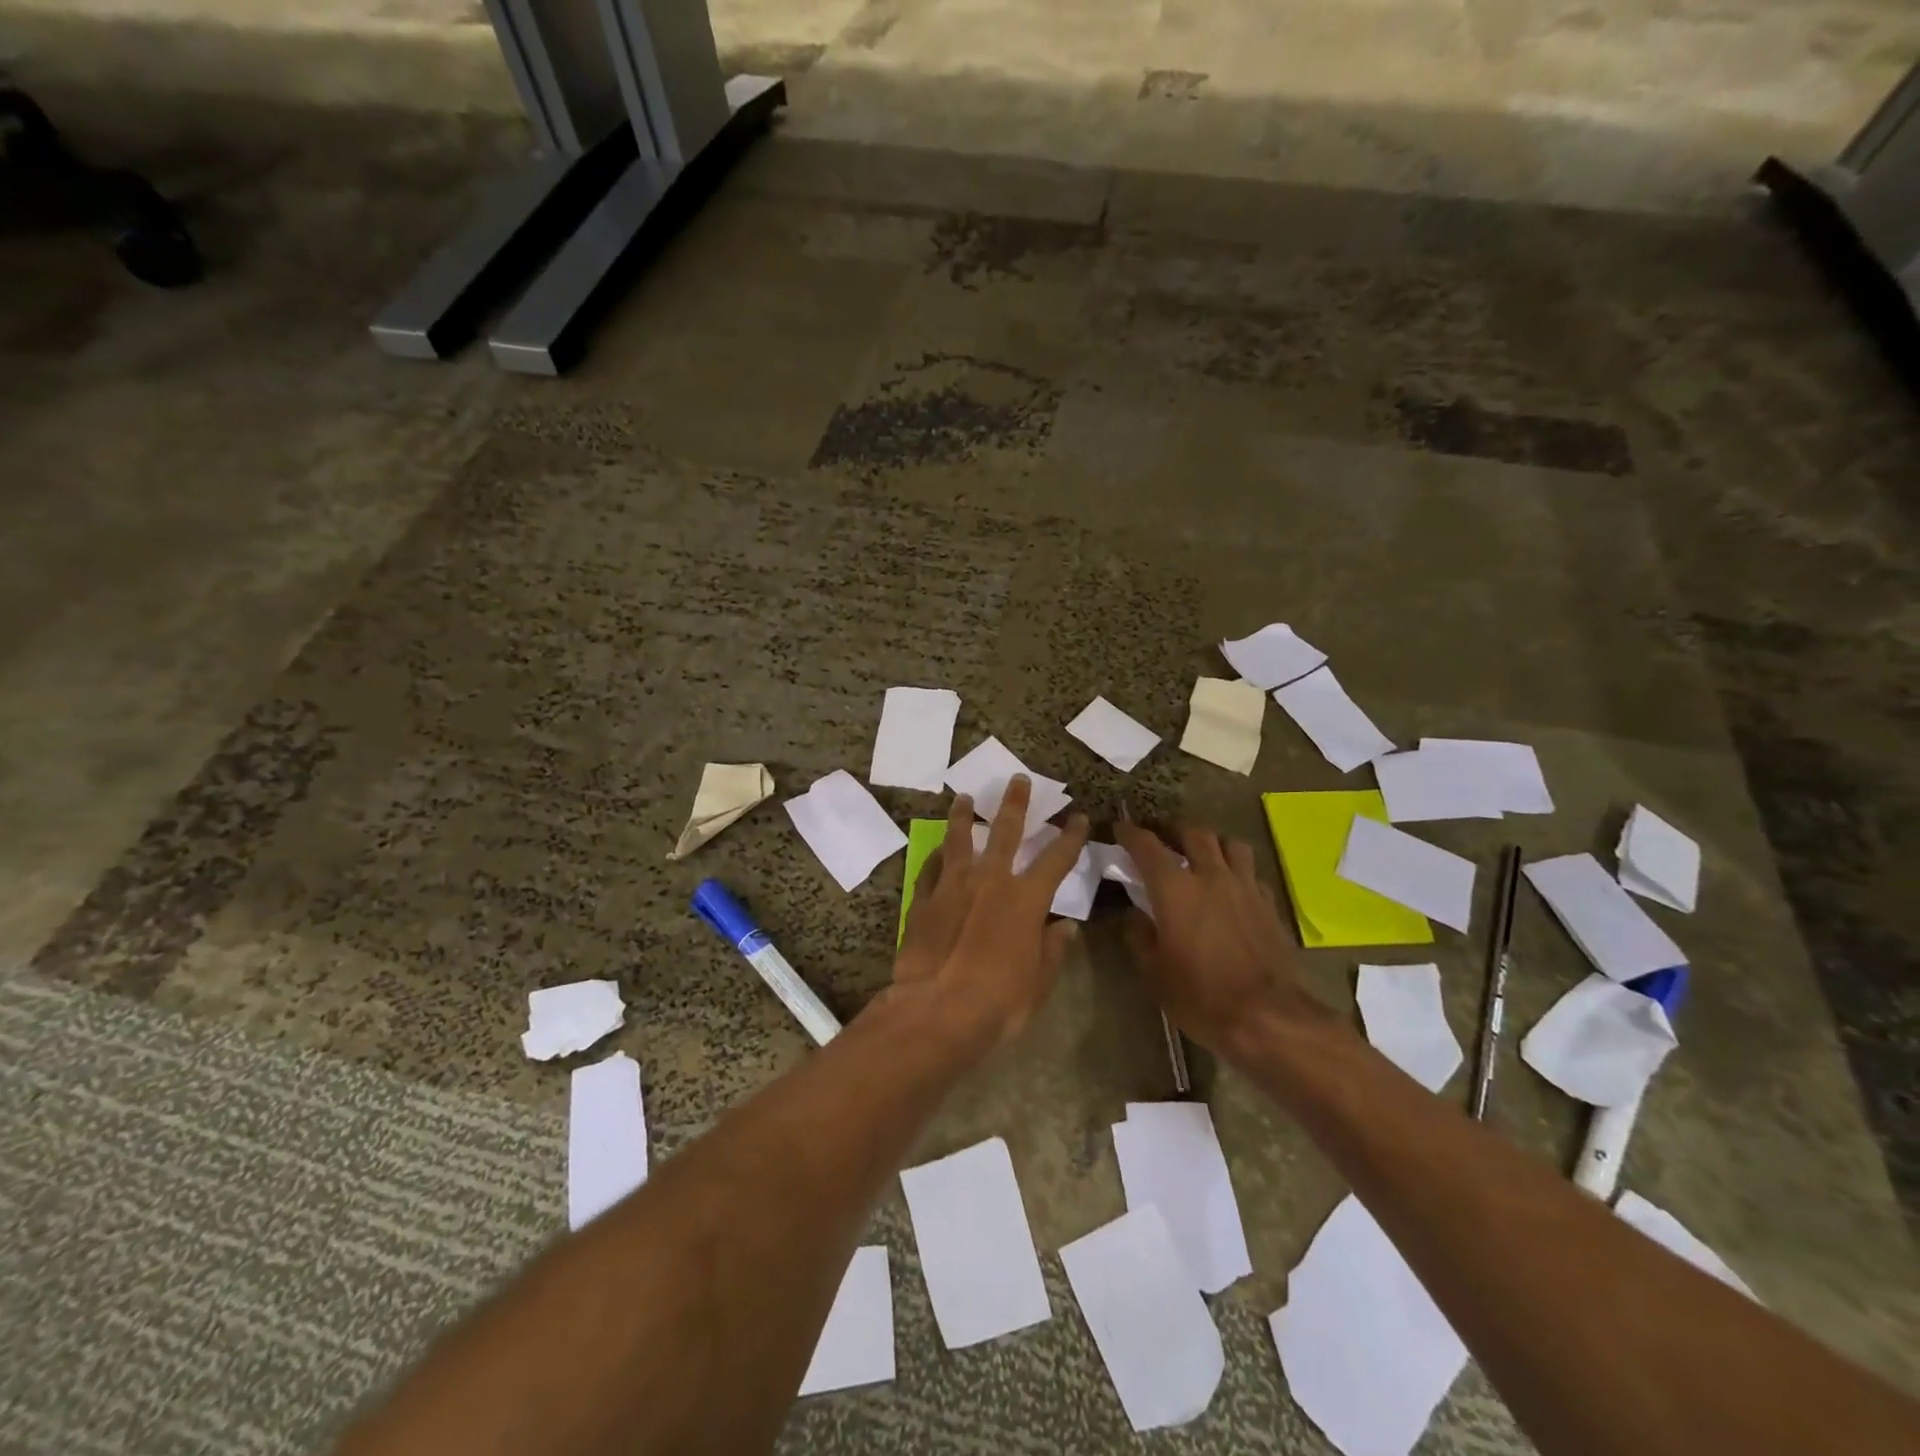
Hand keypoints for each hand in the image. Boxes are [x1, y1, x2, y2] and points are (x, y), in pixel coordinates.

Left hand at [894, 777, 1090, 1052]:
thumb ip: (1052, 949)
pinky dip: (936, 857)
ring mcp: (952, 886)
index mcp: (1025, 899)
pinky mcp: (923, 900)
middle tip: (1017, 779)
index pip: (1057, 859)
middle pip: (1005, 831)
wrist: (936, 1010)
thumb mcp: (1038, 982)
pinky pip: (931, 869)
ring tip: (963, 797)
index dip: (1070, 836)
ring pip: (959, 839)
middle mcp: (990, 880)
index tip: (1079, 817)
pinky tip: (936, 850)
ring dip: (963, 816)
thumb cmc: (998, 1001)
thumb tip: (1066, 927)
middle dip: (1014, 803)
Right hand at [1114, 820, 1331, 1057]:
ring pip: (1230, 844)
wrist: (1267, 1017)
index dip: (1131, 833)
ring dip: (1212, 843)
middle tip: (1162, 837)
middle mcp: (1211, 876)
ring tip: (1202, 854)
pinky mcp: (1269, 904)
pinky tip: (1231, 886)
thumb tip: (1135, 916)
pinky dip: (1237, 870)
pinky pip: (1251, 872)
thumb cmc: (1201, 996)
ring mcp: (1245, 887)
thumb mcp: (1154, 972)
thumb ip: (1140, 936)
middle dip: (1174, 829)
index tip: (1120, 828)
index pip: (1147, 846)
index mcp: (1175, 889)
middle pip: (1194, 833)